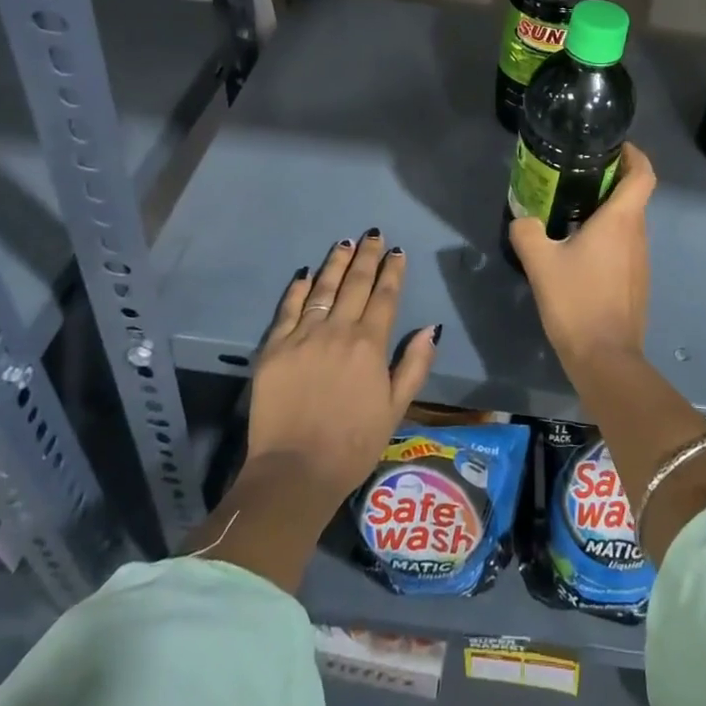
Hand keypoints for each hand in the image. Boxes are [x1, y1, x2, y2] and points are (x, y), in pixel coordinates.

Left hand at [245, 230, 440, 505]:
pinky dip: (298, 289)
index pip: (385, 297)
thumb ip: (414, 365)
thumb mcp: (396, 408)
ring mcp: (303, 336)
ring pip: (323, 288)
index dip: (392, 271)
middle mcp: (338, 330)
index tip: (397, 252)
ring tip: (344, 243)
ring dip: (336, 263)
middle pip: (355, 284)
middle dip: (367, 257)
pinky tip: (306, 273)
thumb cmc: (353, 444)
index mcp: (370, 344)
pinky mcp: (274, 347)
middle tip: (373, 235)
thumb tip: (431, 327)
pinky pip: (288, 309)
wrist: (295, 470)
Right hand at [509, 142, 654, 369]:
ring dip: (607, 210)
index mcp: (621, 220)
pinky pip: (625, 245)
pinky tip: (578, 250)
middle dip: (611, 180)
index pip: (643, 173)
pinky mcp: (636, 281)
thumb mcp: (540, 262)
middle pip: (634, 195)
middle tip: (577, 176)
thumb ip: (527, 232)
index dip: (634, 154)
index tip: (613, 147)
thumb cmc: (576, 301)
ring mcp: (640, 260)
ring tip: (571, 210)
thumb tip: (523, 219)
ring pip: (628, 222)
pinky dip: (607, 236)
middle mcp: (638, 234)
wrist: (605, 358)